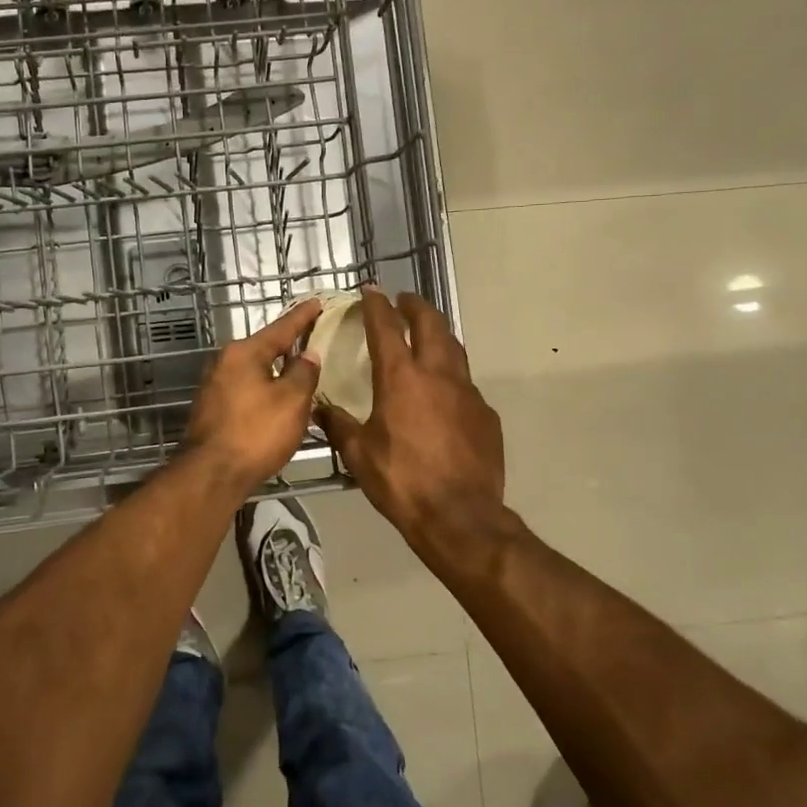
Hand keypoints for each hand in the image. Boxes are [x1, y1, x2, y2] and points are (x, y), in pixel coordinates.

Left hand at [184, 299, 323, 493]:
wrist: (212, 474)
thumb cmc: (256, 432)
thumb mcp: (292, 401)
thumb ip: (304, 373)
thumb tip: (308, 354)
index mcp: (244, 352)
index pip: (281, 328)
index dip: (302, 316)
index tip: (316, 302)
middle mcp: (224, 362)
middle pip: (263, 347)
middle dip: (287, 344)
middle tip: (312, 337)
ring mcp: (214, 386)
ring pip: (253, 370)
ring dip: (275, 370)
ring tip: (300, 369)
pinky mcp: (212, 409)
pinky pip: (245, 389)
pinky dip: (264, 388)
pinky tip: (277, 398)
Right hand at [318, 289, 506, 558]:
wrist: (460, 516)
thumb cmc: (401, 481)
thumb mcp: (358, 454)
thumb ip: (339, 425)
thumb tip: (320, 409)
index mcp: (401, 378)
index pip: (386, 328)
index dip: (376, 305)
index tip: (371, 290)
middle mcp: (437, 374)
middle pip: (431, 323)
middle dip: (416, 306)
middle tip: (404, 302)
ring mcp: (467, 393)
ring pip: (454, 348)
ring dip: (438, 334)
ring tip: (426, 335)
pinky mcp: (486, 414)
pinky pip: (466, 384)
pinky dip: (451, 376)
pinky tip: (443, 393)